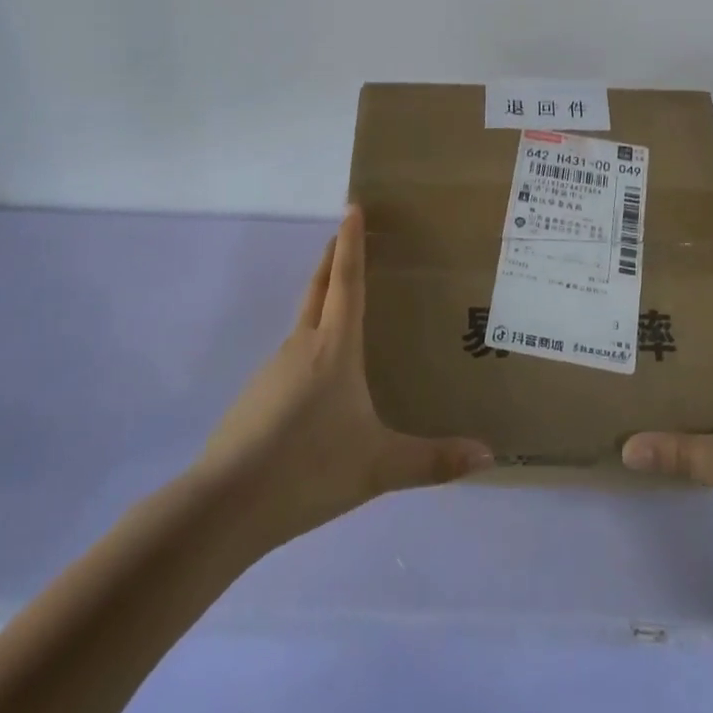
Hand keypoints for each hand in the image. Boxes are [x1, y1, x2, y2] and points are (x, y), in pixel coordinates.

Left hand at [192, 206, 493, 548]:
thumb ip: (433, 461)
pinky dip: (309, 343)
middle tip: (344, 232)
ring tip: (344, 305)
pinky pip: (291, 356)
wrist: (224, 505)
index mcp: (333, 348)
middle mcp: (301, 346)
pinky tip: (319, 378)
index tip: (352, 206)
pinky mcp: (256, 396)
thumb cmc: (308, 469)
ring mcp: (273, 370)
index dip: (351, 243)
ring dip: (321, 300)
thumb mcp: (378, 468)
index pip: (346, 282)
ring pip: (303, 323)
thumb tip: (488, 455)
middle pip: (318, 289)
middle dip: (332, 257)